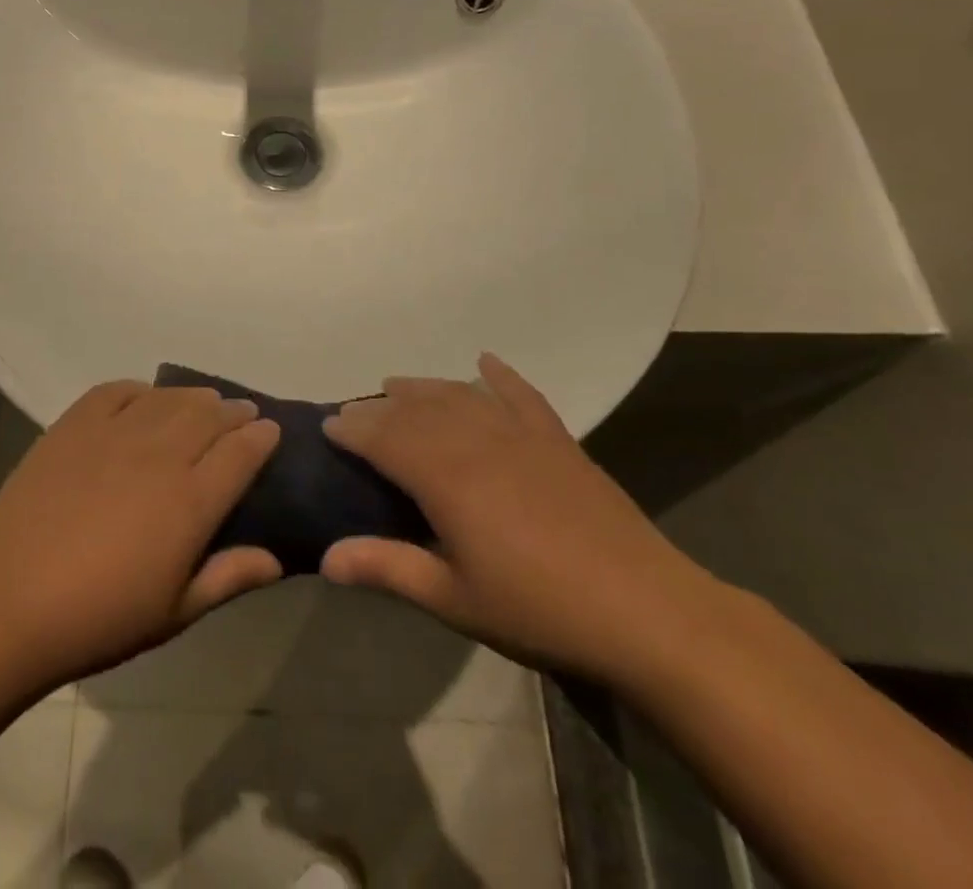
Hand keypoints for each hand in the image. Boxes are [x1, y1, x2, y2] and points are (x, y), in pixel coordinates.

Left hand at [0, 381, 281, 686]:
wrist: (11, 601)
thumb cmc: (100, 618)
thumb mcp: (175, 612)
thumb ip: (228, 578)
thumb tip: (276, 559)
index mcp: (191, 501)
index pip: (242, 452)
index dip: (262, 436)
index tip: (271, 430)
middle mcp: (160, 454)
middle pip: (210, 415)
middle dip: (234, 411)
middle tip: (242, 414)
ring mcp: (115, 433)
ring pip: (169, 398)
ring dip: (195, 397)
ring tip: (204, 402)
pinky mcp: (75, 424)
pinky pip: (117, 390)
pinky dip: (141, 390)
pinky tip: (145, 398)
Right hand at [321, 355, 726, 684]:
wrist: (647, 611)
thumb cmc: (539, 610)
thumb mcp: (455, 599)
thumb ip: (389, 567)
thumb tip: (326, 558)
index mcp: (446, 476)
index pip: (383, 438)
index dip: (352, 429)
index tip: (327, 426)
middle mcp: (476, 440)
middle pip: (416, 410)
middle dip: (379, 408)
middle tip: (354, 412)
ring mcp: (520, 434)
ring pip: (458, 395)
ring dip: (423, 387)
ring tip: (398, 386)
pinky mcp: (558, 439)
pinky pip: (521, 395)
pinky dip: (500, 375)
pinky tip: (485, 361)